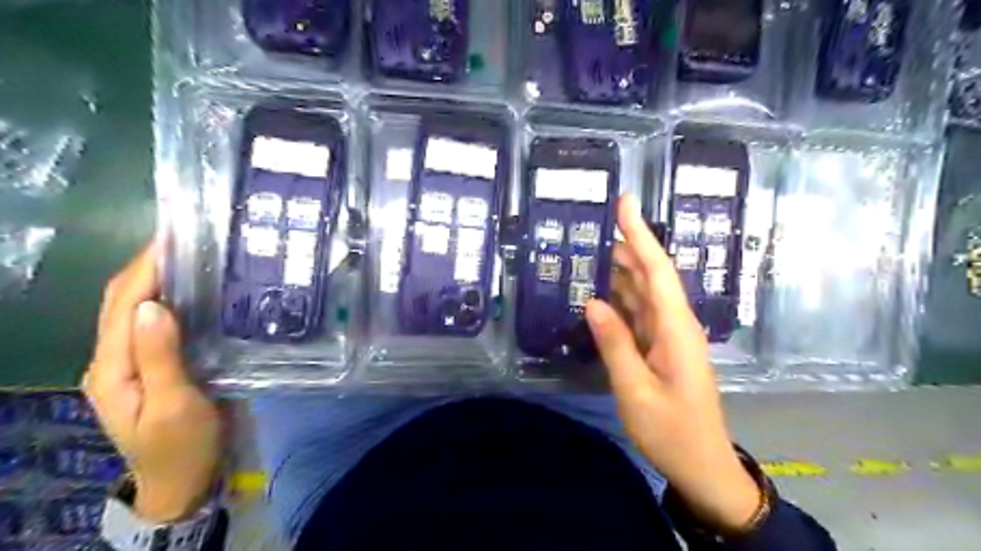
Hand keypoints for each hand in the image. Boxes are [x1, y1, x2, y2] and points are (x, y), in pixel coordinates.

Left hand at [81, 243, 221, 522]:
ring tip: (190, 256)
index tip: (173, 237)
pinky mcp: (153, 367)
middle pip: (121, 302)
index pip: (122, 305)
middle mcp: (113, 360)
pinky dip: (169, 300)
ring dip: (156, 279)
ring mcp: (131, 364)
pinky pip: (155, 325)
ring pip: (135, 310)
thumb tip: (151, 305)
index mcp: (112, 368)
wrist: (184, 481)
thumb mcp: (174, 404)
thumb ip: (160, 356)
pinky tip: (193, 291)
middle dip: (146, 266)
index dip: (144, 268)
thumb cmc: (183, 445)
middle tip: (186, 238)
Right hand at [582, 195, 756, 530]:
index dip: (640, 234)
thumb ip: (615, 344)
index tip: (625, 202)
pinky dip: (619, 299)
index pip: (656, 270)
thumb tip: (593, 302)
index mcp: (676, 328)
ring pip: (642, 292)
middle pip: (649, 275)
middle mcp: (675, 323)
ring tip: (588, 253)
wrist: (702, 465)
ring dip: (619, 271)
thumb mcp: (636, 390)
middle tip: (591, 227)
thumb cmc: (672, 431)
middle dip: (625, 245)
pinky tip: (598, 293)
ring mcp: (668, 335)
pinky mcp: (660, 347)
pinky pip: (638, 313)